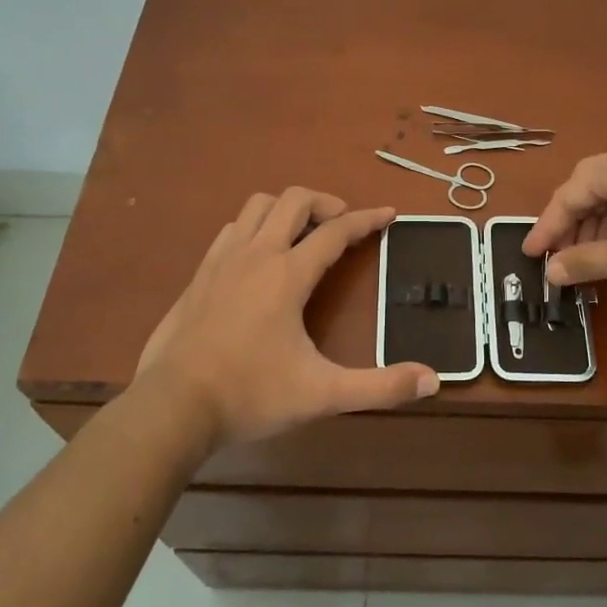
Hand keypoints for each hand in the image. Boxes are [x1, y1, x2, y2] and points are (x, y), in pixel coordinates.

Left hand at [135, 188, 438, 448]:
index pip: (336, 231)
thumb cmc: (251, 394)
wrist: (173, 406)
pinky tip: (259, 256)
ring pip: (257, 207)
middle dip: (326, 203)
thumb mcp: (323, 394)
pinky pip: (232, 229)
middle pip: (294, 200)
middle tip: (344, 225)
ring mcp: (222, 261)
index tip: (389, 214)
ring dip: (287, 210)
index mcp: (288, 274)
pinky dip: (255, 227)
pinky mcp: (199, 275)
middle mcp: (256, 254)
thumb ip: (380, 387)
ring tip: (304, 234)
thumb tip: (433, 380)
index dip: (367, 219)